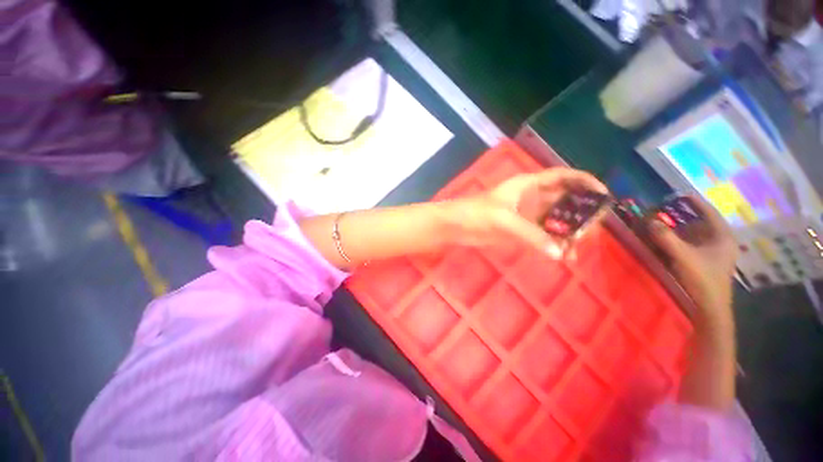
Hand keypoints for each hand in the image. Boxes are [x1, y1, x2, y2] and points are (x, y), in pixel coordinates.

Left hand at [444, 168, 607, 255]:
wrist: (455, 226)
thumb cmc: (476, 214)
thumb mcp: (503, 220)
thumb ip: (530, 234)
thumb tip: (558, 253)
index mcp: (528, 185)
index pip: (562, 177)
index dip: (584, 181)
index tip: (604, 195)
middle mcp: (531, 198)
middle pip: (563, 201)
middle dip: (579, 214)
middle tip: (588, 232)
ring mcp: (526, 215)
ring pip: (555, 220)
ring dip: (567, 233)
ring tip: (575, 250)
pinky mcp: (520, 230)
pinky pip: (542, 234)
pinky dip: (552, 243)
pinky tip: (561, 255)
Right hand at [648, 195, 738, 322]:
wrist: (710, 308)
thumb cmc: (703, 279)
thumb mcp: (683, 257)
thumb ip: (666, 238)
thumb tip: (650, 221)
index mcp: (722, 237)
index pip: (710, 213)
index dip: (696, 202)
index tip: (680, 194)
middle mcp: (720, 242)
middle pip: (700, 223)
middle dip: (682, 217)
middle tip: (665, 212)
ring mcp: (713, 253)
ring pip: (695, 235)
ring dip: (678, 230)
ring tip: (662, 226)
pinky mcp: (705, 262)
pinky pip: (690, 245)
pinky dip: (678, 241)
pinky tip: (666, 242)